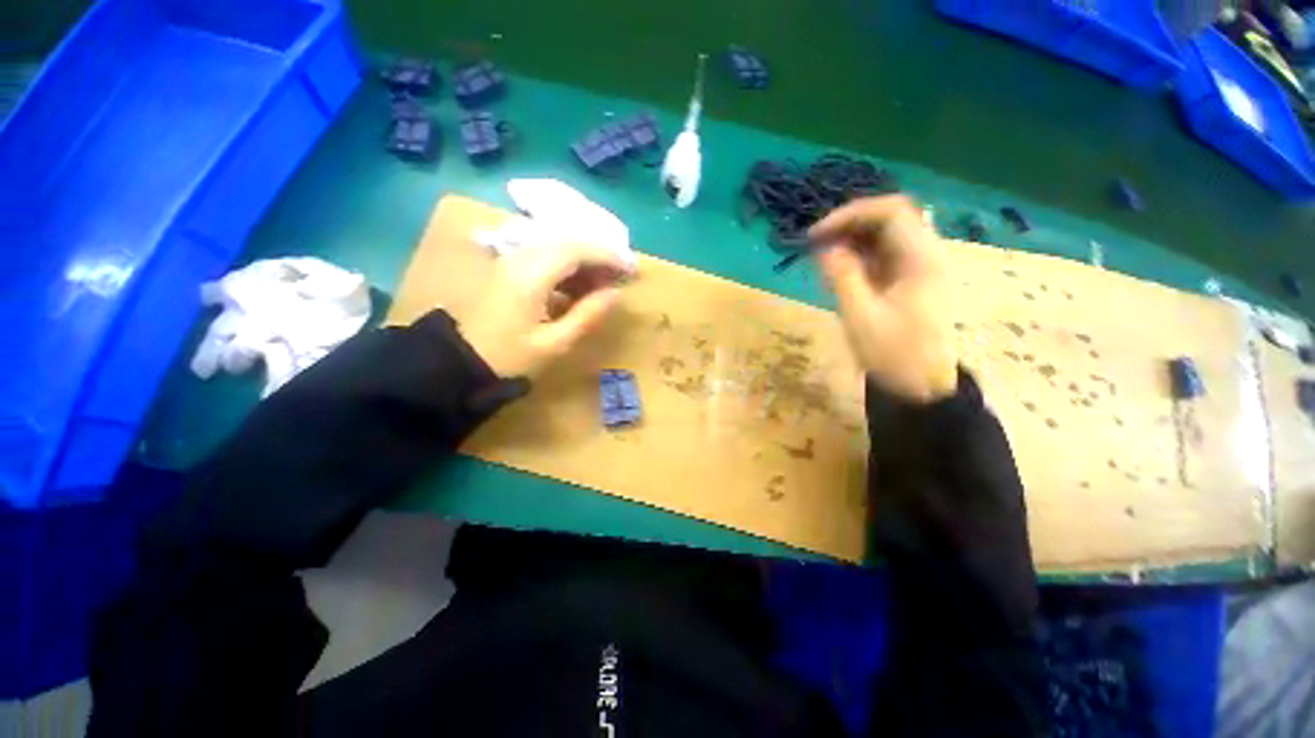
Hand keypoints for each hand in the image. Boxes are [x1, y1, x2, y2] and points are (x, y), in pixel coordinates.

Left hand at [457, 243, 630, 377]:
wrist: (461, 363)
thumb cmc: (509, 358)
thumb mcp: (554, 343)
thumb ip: (587, 315)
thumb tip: (614, 294)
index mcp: (530, 277)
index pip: (576, 250)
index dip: (606, 256)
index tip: (630, 269)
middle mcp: (519, 260)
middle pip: (567, 243)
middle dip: (598, 256)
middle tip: (619, 277)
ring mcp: (511, 263)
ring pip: (556, 248)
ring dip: (583, 261)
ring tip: (603, 285)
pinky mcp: (508, 270)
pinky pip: (544, 258)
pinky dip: (567, 268)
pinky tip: (578, 288)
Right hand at [809, 195, 958, 402]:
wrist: (922, 387)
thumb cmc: (893, 355)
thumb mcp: (860, 317)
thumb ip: (841, 277)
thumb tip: (824, 247)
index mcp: (921, 259)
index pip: (890, 212)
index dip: (849, 215)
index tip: (816, 236)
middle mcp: (926, 254)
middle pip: (889, 219)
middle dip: (848, 226)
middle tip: (816, 245)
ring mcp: (920, 267)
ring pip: (885, 236)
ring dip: (851, 240)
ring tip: (822, 259)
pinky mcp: (911, 280)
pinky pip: (884, 255)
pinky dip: (858, 257)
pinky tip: (839, 272)